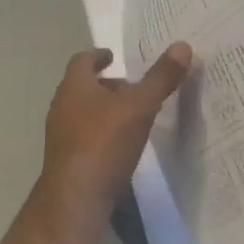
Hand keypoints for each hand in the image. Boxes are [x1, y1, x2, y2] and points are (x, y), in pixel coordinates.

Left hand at [41, 44, 191, 218]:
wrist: (75, 198)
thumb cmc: (104, 142)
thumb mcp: (139, 107)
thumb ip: (160, 78)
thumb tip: (182, 45)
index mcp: (74, 86)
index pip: (83, 60)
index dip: (98, 55)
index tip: (113, 56)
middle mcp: (62, 105)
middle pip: (83, 87)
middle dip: (107, 85)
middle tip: (132, 88)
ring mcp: (61, 135)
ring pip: (83, 113)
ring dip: (105, 110)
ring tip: (132, 117)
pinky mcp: (66, 160)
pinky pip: (85, 137)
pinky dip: (102, 133)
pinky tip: (121, 147)